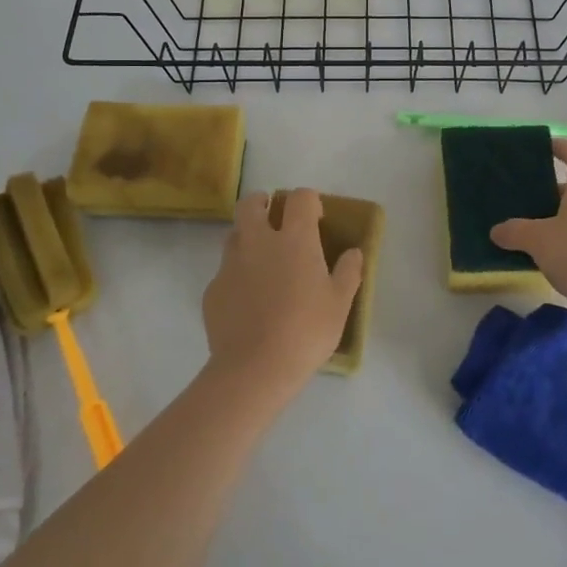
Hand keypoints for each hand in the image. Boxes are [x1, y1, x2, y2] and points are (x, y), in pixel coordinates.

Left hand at [203, 189, 363, 399]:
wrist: (255, 368)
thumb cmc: (306, 331)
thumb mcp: (339, 304)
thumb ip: (348, 272)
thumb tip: (354, 252)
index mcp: (294, 239)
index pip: (300, 198)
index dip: (309, 201)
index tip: (316, 218)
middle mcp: (258, 241)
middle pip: (251, 204)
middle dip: (263, 203)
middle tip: (274, 219)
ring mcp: (230, 264)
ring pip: (234, 235)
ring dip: (247, 237)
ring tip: (262, 261)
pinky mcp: (212, 289)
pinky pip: (225, 272)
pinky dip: (236, 276)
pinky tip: (247, 301)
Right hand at [490, 139, 566, 310]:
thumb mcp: (539, 240)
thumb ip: (515, 232)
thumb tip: (497, 230)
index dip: (563, 148)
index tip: (546, 145)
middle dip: (550, 192)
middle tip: (523, 197)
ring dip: (555, 221)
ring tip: (527, 231)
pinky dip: (564, 244)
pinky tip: (545, 259)